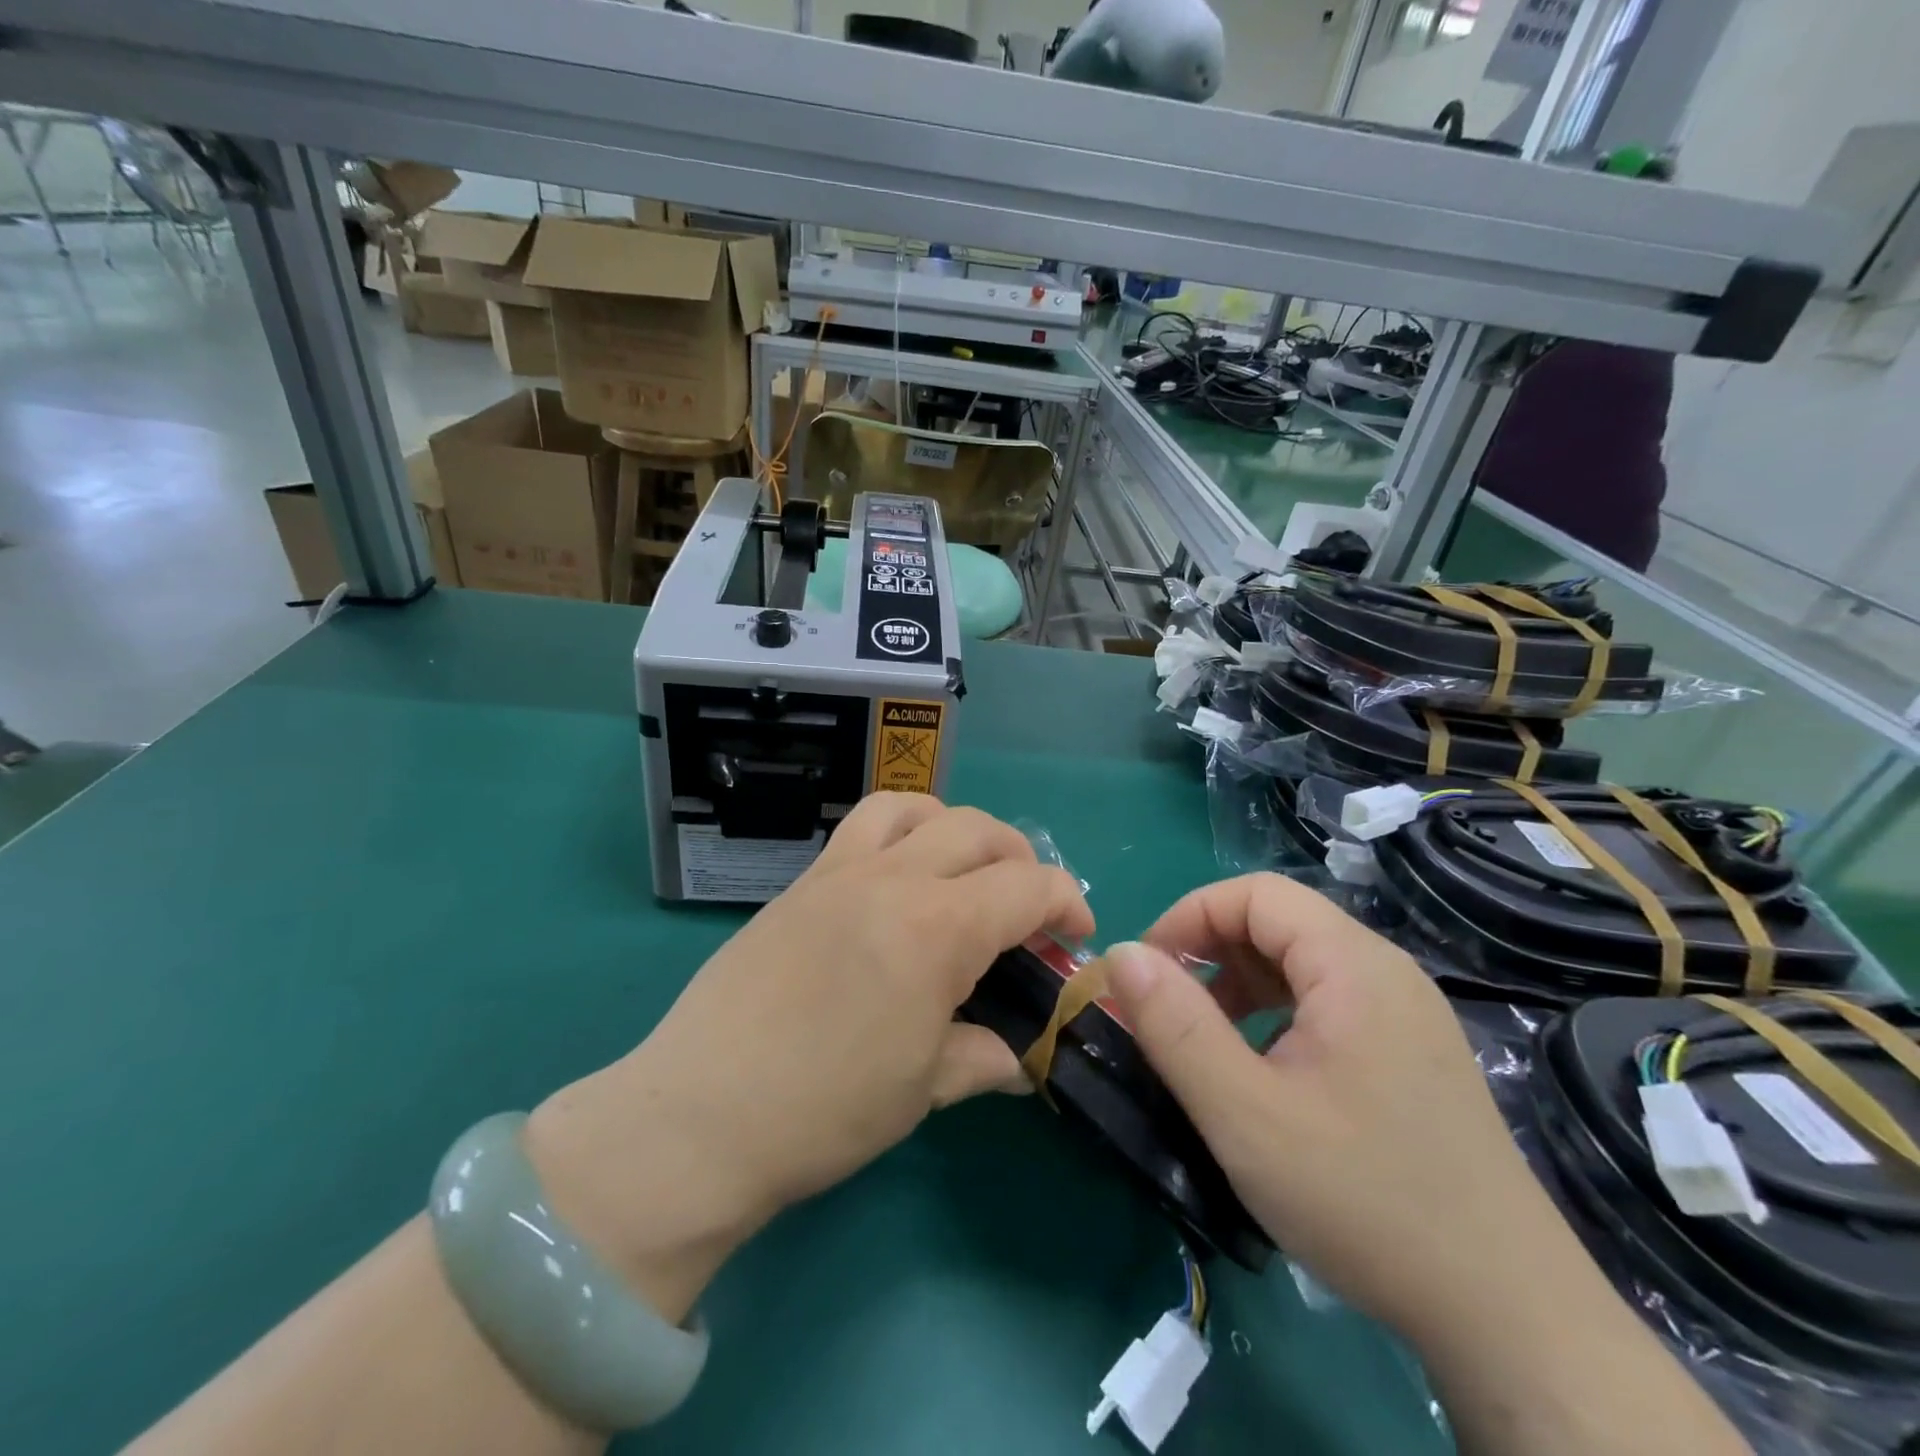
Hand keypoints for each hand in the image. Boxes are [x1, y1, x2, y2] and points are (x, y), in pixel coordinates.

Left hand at [525, 795, 1092, 1321]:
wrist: (699, 1115)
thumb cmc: (825, 1111)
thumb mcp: (924, 1089)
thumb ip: (983, 1056)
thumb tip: (1020, 1058)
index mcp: (937, 929)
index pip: (1028, 886)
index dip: (1068, 903)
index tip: (1076, 937)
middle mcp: (893, 878)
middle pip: (980, 831)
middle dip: (1021, 860)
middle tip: (1025, 909)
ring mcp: (840, 872)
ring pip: (915, 807)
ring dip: (955, 829)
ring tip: (960, 872)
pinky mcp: (801, 882)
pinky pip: (862, 826)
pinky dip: (900, 832)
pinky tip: (896, 882)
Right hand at [1102, 874, 1568, 1342]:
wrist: (1511, 1318)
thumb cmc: (1366, 1200)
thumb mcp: (1245, 1115)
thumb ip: (1175, 1026)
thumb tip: (1122, 954)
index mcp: (1353, 966)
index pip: (1257, 894)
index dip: (1190, 917)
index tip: (1148, 971)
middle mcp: (1386, 972)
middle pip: (1280, 923)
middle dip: (1211, 952)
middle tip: (1168, 1010)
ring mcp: (1406, 1014)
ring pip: (1302, 963)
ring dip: (1241, 985)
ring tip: (1208, 1043)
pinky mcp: (1412, 1054)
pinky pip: (1328, 1003)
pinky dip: (1277, 1015)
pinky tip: (1265, 1073)